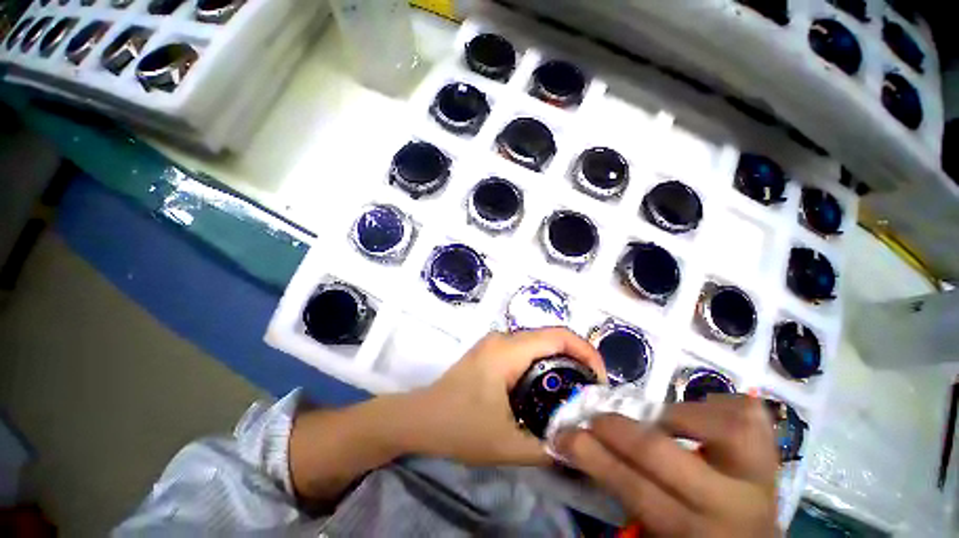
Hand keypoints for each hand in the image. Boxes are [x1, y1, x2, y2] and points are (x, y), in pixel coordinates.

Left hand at [404, 328, 605, 466]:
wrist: (420, 418)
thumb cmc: (459, 426)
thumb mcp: (507, 444)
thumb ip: (548, 447)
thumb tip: (580, 445)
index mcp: (508, 350)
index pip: (559, 335)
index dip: (587, 352)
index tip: (599, 382)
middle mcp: (503, 338)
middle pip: (551, 338)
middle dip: (577, 361)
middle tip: (590, 393)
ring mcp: (496, 343)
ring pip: (539, 344)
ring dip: (560, 364)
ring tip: (573, 394)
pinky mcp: (492, 352)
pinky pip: (527, 351)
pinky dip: (544, 366)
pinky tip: (547, 390)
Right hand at [555, 397, 779, 536]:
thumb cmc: (693, 537)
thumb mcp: (655, 533)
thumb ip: (623, 497)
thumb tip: (582, 448)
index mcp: (694, 533)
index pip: (633, 488)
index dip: (591, 456)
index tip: (564, 435)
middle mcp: (730, 505)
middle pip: (663, 454)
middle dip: (617, 429)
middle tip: (597, 420)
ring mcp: (758, 474)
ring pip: (719, 426)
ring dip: (678, 415)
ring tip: (661, 422)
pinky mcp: (772, 452)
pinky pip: (747, 414)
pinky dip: (718, 404)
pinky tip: (703, 414)